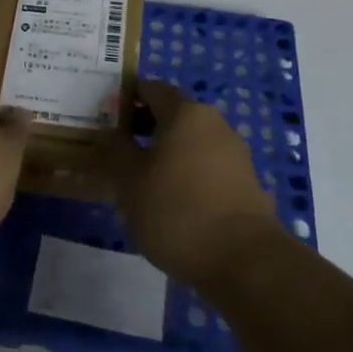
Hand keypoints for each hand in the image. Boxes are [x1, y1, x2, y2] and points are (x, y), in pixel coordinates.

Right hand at [98, 80, 278, 288]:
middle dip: (145, 128)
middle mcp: (214, 123)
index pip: (151, 89)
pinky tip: (173, 203)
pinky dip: (187, 175)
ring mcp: (235, 154)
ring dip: (166, 154)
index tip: (106, 117)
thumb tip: (109, 132)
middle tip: (118, 152)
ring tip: (142, 182)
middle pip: (173, 115)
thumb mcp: (129, 181)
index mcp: (185, 113)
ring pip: (191, 143)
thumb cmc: (177, 211)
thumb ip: (115, 150)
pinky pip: (207, 168)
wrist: (245, 261)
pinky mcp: (246, 184)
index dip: (127, 98)